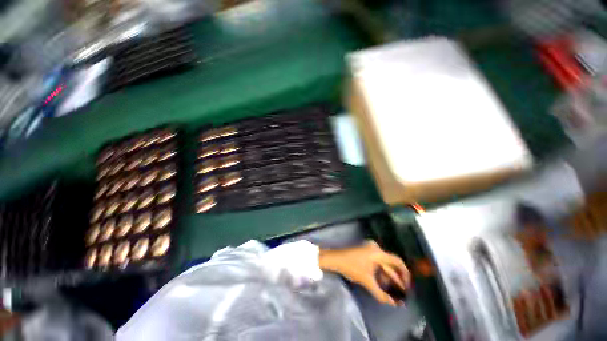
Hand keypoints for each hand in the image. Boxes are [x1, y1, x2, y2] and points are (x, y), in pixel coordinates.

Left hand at [319, 241, 410, 305]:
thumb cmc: (351, 268)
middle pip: (391, 263)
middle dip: (396, 278)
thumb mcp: (367, 281)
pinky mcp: (365, 251)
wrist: (335, 259)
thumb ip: (381, 294)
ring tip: (392, 290)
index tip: (408, 286)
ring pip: (383, 263)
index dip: (405, 274)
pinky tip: (381, 282)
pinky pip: (377, 261)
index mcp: (378, 253)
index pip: (398, 261)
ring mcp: (369, 249)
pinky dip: (380, 271)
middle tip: (402, 292)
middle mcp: (376, 248)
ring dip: (388, 276)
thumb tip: (394, 304)